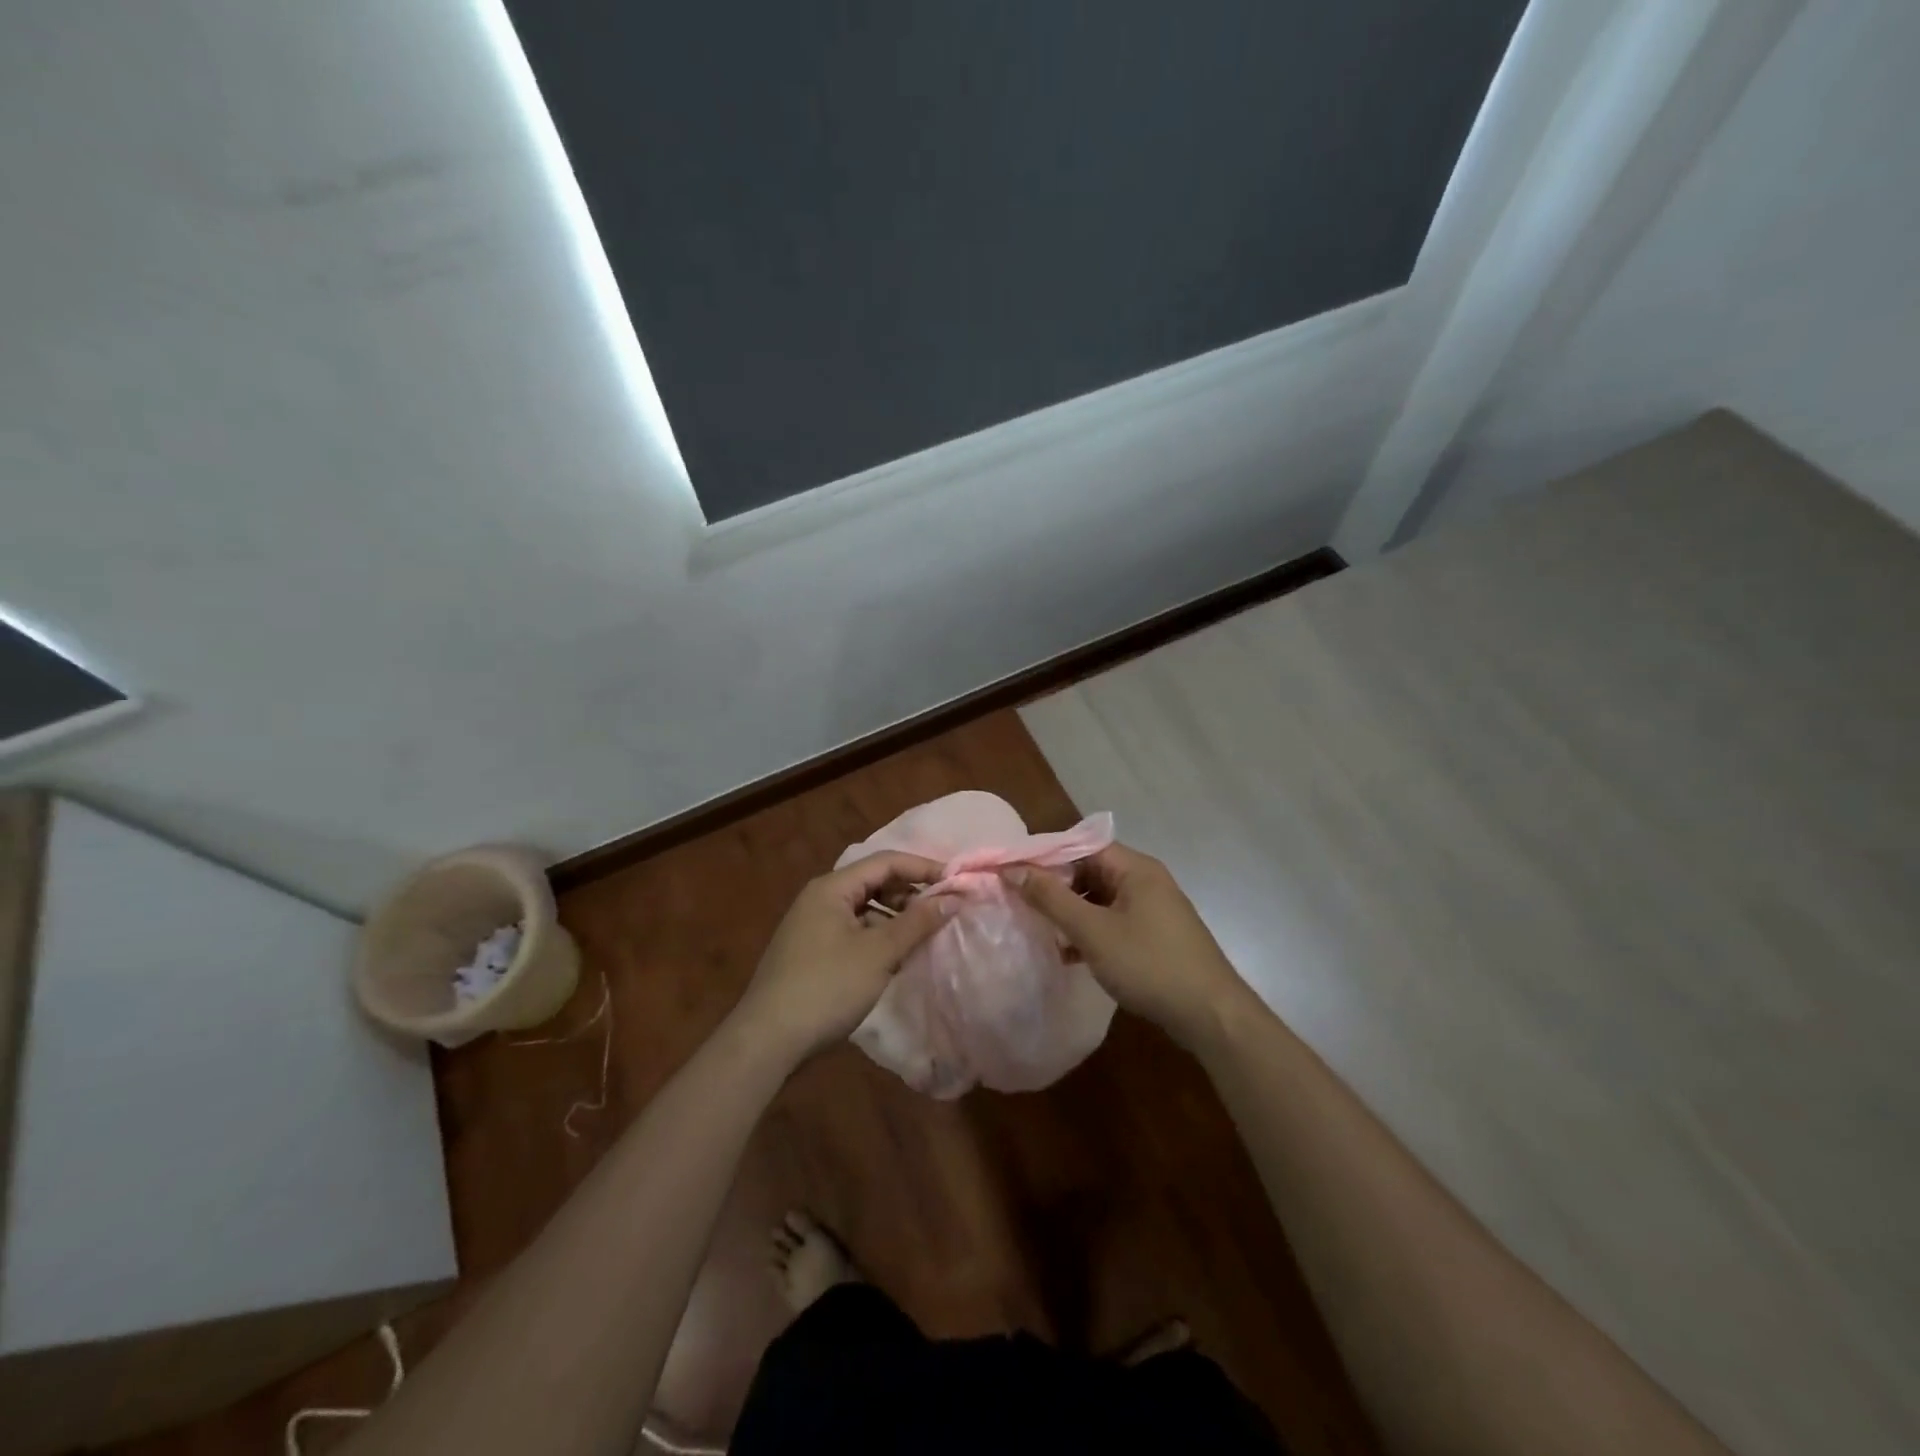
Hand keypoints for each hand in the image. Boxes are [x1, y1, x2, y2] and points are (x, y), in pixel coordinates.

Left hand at [732, 851, 952, 1063]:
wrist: (767, 1041)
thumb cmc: (826, 987)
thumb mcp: (879, 954)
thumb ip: (917, 922)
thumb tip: (953, 897)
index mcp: (832, 888)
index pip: (886, 862)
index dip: (924, 868)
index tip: (957, 883)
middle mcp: (820, 899)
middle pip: (874, 882)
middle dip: (911, 893)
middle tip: (943, 911)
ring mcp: (813, 926)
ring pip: (865, 909)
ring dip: (896, 917)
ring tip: (925, 935)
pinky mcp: (812, 953)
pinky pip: (854, 931)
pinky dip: (878, 937)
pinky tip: (896, 958)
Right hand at [1009, 843, 1252, 1050]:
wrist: (1210, 1015)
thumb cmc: (1149, 964)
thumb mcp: (1093, 931)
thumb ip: (1051, 898)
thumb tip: (1012, 868)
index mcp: (1135, 868)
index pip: (1082, 845)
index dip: (1047, 856)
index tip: (1014, 872)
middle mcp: (1146, 881)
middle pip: (1091, 871)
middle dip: (1057, 886)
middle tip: (1021, 902)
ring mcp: (1153, 909)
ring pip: (1100, 899)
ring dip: (1071, 912)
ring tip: (1039, 928)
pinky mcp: (1155, 936)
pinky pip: (1113, 921)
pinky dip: (1090, 931)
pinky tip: (1068, 954)